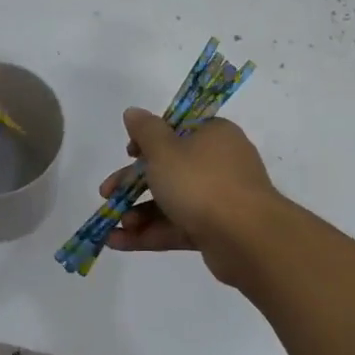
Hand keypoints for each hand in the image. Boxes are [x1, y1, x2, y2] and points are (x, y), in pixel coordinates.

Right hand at [98, 108, 279, 285]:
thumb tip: (133, 112)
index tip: (129, 153)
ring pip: (171, 201)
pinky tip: (116, 242)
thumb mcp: (164, 150)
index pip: (177, 130)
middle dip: (133, 183)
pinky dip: (149, 233)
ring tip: (114, 224)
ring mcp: (219, 199)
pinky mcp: (215, 231)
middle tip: (106, 193)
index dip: (149, 141)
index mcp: (213, 135)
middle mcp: (219, 164)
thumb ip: (145, 131)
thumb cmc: (201, 182)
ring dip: (139, 212)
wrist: (247, 239)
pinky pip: (176, 227)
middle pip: (169, 168)